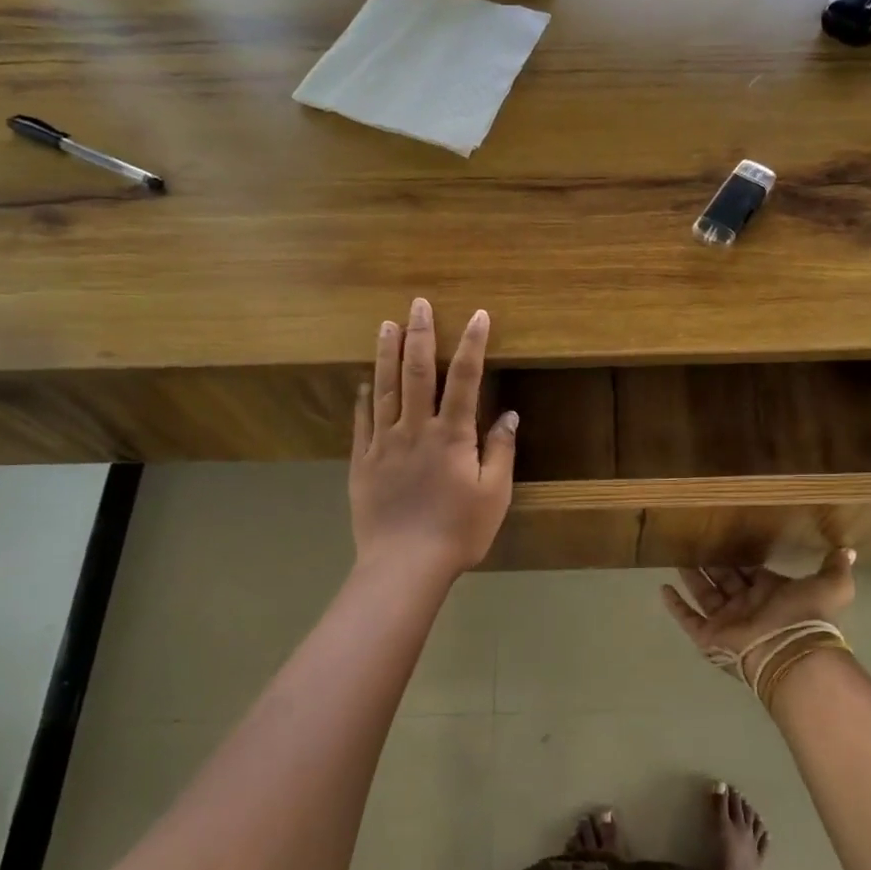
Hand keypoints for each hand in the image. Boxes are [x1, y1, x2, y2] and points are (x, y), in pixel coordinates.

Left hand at [350, 298, 517, 577]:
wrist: (404, 565)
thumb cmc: (458, 532)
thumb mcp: (494, 494)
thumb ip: (500, 451)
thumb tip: (508, 414)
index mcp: (452, 436)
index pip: (464, 379)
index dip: (472, 344)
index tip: (477, 315)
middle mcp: (416, 429)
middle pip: (418, 372)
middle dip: (420, 334)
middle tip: (417, 304)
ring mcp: (384, 443)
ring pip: (385, 388)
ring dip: (387, 354)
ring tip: (386, 325)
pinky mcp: (362, 461)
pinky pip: (362, 421)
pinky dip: (364, 397)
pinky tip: (364, 381)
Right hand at [661, 551, 856, 668]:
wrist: (790, 650)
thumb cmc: (806, 615)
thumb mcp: (830, 585)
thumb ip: (835, 567)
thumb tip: (848, 550)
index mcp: (770, 593)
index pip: (751, 571)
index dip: (741, 557)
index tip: (728, 538)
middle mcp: (746, 606)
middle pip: (725, 579)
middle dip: (712, 563)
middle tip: (696, 541)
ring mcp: (726, 622)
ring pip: (705, 595)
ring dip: (692, 577)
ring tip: (677, 556)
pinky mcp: (709, 636)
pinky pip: (688, 619)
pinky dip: (675, 606)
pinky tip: (662, 589)